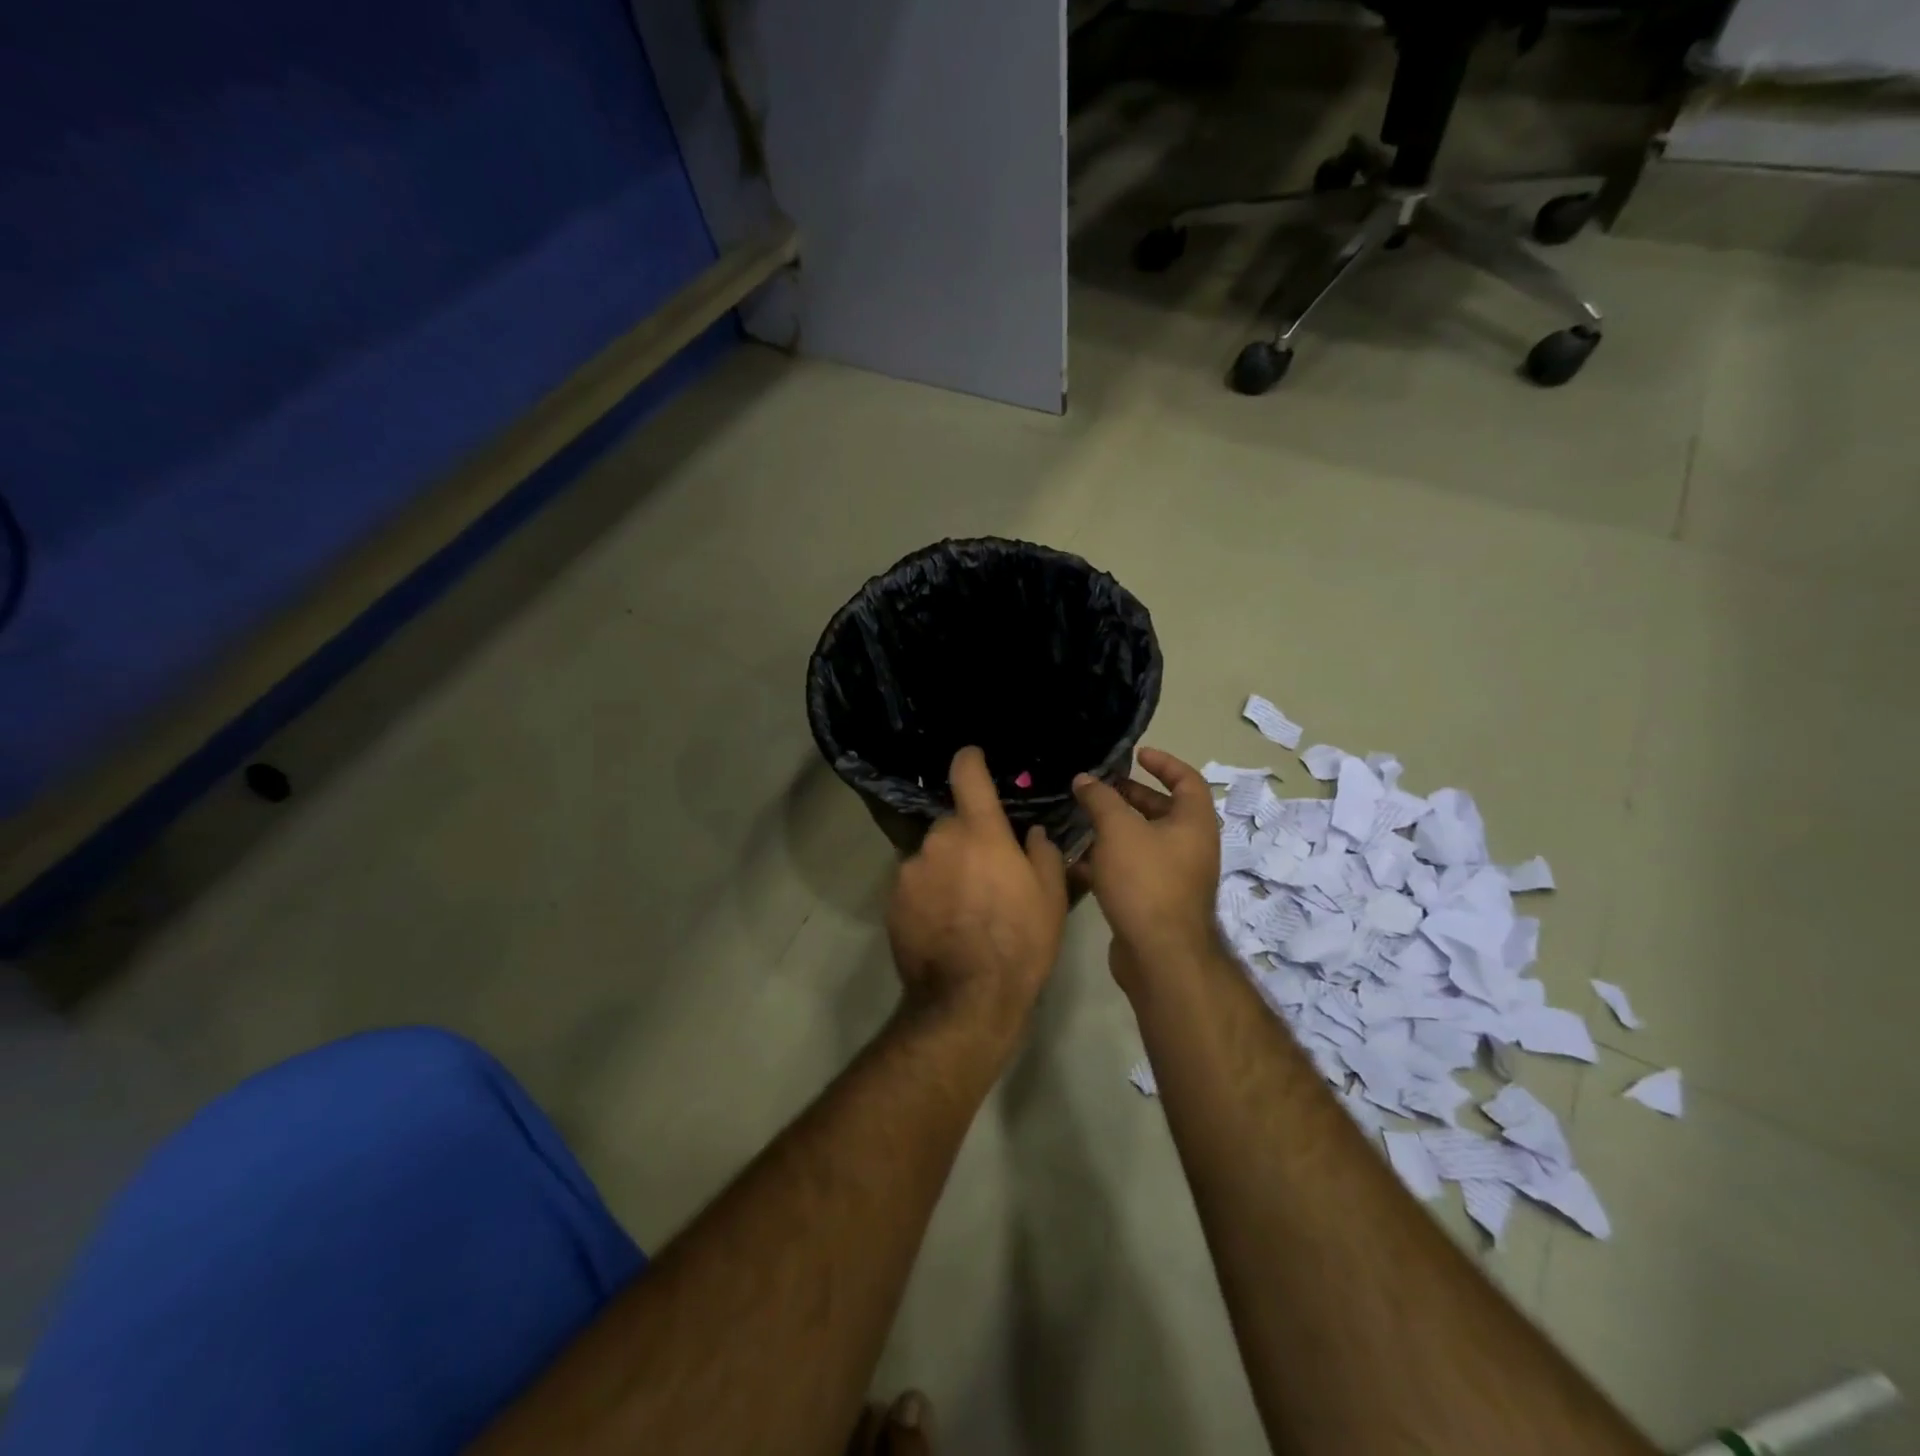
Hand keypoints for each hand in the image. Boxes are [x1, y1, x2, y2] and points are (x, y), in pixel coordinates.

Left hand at [887, 747, 1068, 1045]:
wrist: (967, 1000)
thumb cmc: (1020, 943)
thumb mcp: (1051, 898)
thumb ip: (1043, 854)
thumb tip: (1032, 834)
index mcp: (980, 832)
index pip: (967, 775)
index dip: (970, 760)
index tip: (972, 757)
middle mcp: (939, 841)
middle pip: (952, 824)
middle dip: (968, 838)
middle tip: (988, 871)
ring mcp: (910, 870)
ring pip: (933, 856)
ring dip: (947, 868)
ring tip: (966, 907)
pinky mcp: (893, 900)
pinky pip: (916, 884)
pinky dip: (929, 894)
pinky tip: (945, 924)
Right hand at [1072, 748, 1221, 996]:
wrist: (1159, 955)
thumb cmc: (1145, 880)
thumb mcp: (1118, 830)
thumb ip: (1100, 799)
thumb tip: (1085, 779)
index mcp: (1194, 823)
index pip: (1187, 780)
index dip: (1164, 763)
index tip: (1136, 755)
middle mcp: (1191, 847)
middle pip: (1163, 811)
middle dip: (1130, 796)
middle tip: (1099, 789)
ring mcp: (1175, 877)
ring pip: (1144, 842)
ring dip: (1115, 829)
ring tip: (1082, 820)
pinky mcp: (1156, 901)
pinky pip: (1133, 870)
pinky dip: (1110, 860)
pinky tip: (1079, 860)